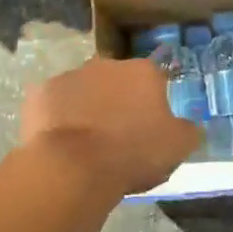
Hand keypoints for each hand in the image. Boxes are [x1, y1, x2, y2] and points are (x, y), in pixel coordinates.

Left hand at [20, 57, 202, 196]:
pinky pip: (54, 104)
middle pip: (117, 81)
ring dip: (88, 107)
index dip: (153, 102)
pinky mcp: (41, 93)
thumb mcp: (177, 148)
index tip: (150, 126)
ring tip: (87, 143)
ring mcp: (70, 76)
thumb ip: (188, 131)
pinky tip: (61, 143)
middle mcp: (107, 65)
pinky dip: (59, 118)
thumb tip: (191, 125)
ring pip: (84, 90)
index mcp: (143, 72)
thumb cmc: (132, 153)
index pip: (155, 79)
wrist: (73, 166)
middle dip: (118, 101)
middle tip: (118, 135)